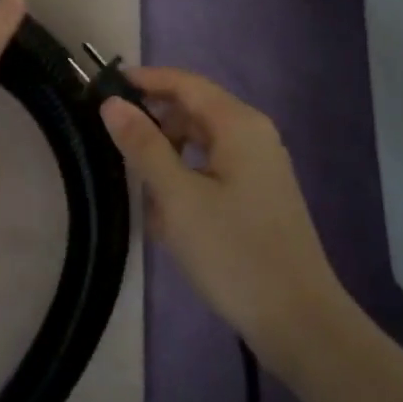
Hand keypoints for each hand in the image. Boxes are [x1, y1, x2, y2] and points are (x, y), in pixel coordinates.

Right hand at [98, 68, 345, 359]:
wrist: (298, 321)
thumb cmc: (233, 251)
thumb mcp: (176, 197)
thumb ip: (143, 145)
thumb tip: (112, 103)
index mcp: (238, 125)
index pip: (185, 83)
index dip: (144, 80)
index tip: (104, 87)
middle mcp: (253, 135)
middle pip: (193, 110)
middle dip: (154, 123)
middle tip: (113, 142)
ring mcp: (259, 166)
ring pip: (200, 143)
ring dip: (167, 156)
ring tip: (138, 185)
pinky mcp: (258, 195)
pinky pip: (212, 169)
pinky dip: (185, 179)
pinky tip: (166, 212)